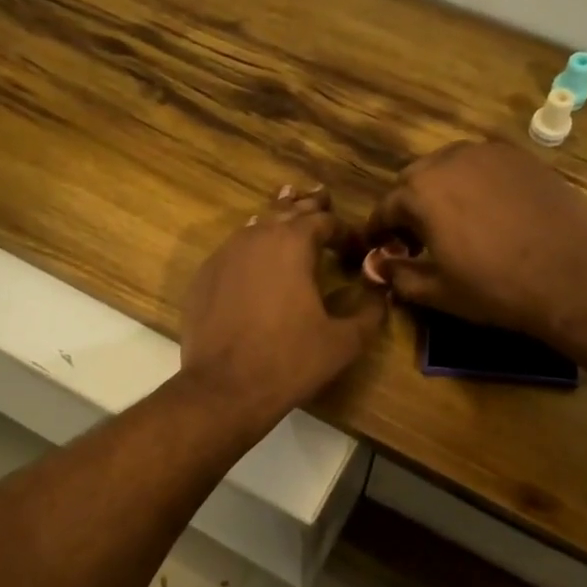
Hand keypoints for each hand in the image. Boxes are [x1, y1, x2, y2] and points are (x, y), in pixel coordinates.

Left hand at [181, 184, 386, 424]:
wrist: (223, 389)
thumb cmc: (289, 362)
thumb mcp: (344, 341)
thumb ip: (371, 311)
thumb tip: (382, 290)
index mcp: (292, 243)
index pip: (324, 221)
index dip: (346, 232)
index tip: (358, 248)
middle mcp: (255, 238)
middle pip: (286, 211)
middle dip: (308, 206)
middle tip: (322, 197)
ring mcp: (223, 255)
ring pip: (255, 226)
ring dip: (276, 220)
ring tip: (288, 210)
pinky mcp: (203, 278)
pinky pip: (232, 251)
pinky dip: (250, 247)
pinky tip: (254, 257)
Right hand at [361, 141, 586, 337]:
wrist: (575, 274)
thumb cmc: (496, 287)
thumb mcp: (437, 291)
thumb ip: (398, 275)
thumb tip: (376, 267)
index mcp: (421, 191)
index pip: (385, 208)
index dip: (378, 231)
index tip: (379, 248)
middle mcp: (450, 160)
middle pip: (414, 178)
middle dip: (408, 205)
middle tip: (416, 237)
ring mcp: (490, 153)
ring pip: (449, 165)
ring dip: (441, 189)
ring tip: (452, 221)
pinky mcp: (523, 158)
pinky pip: (484, 165)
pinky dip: (475, 183)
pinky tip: (489, 211)